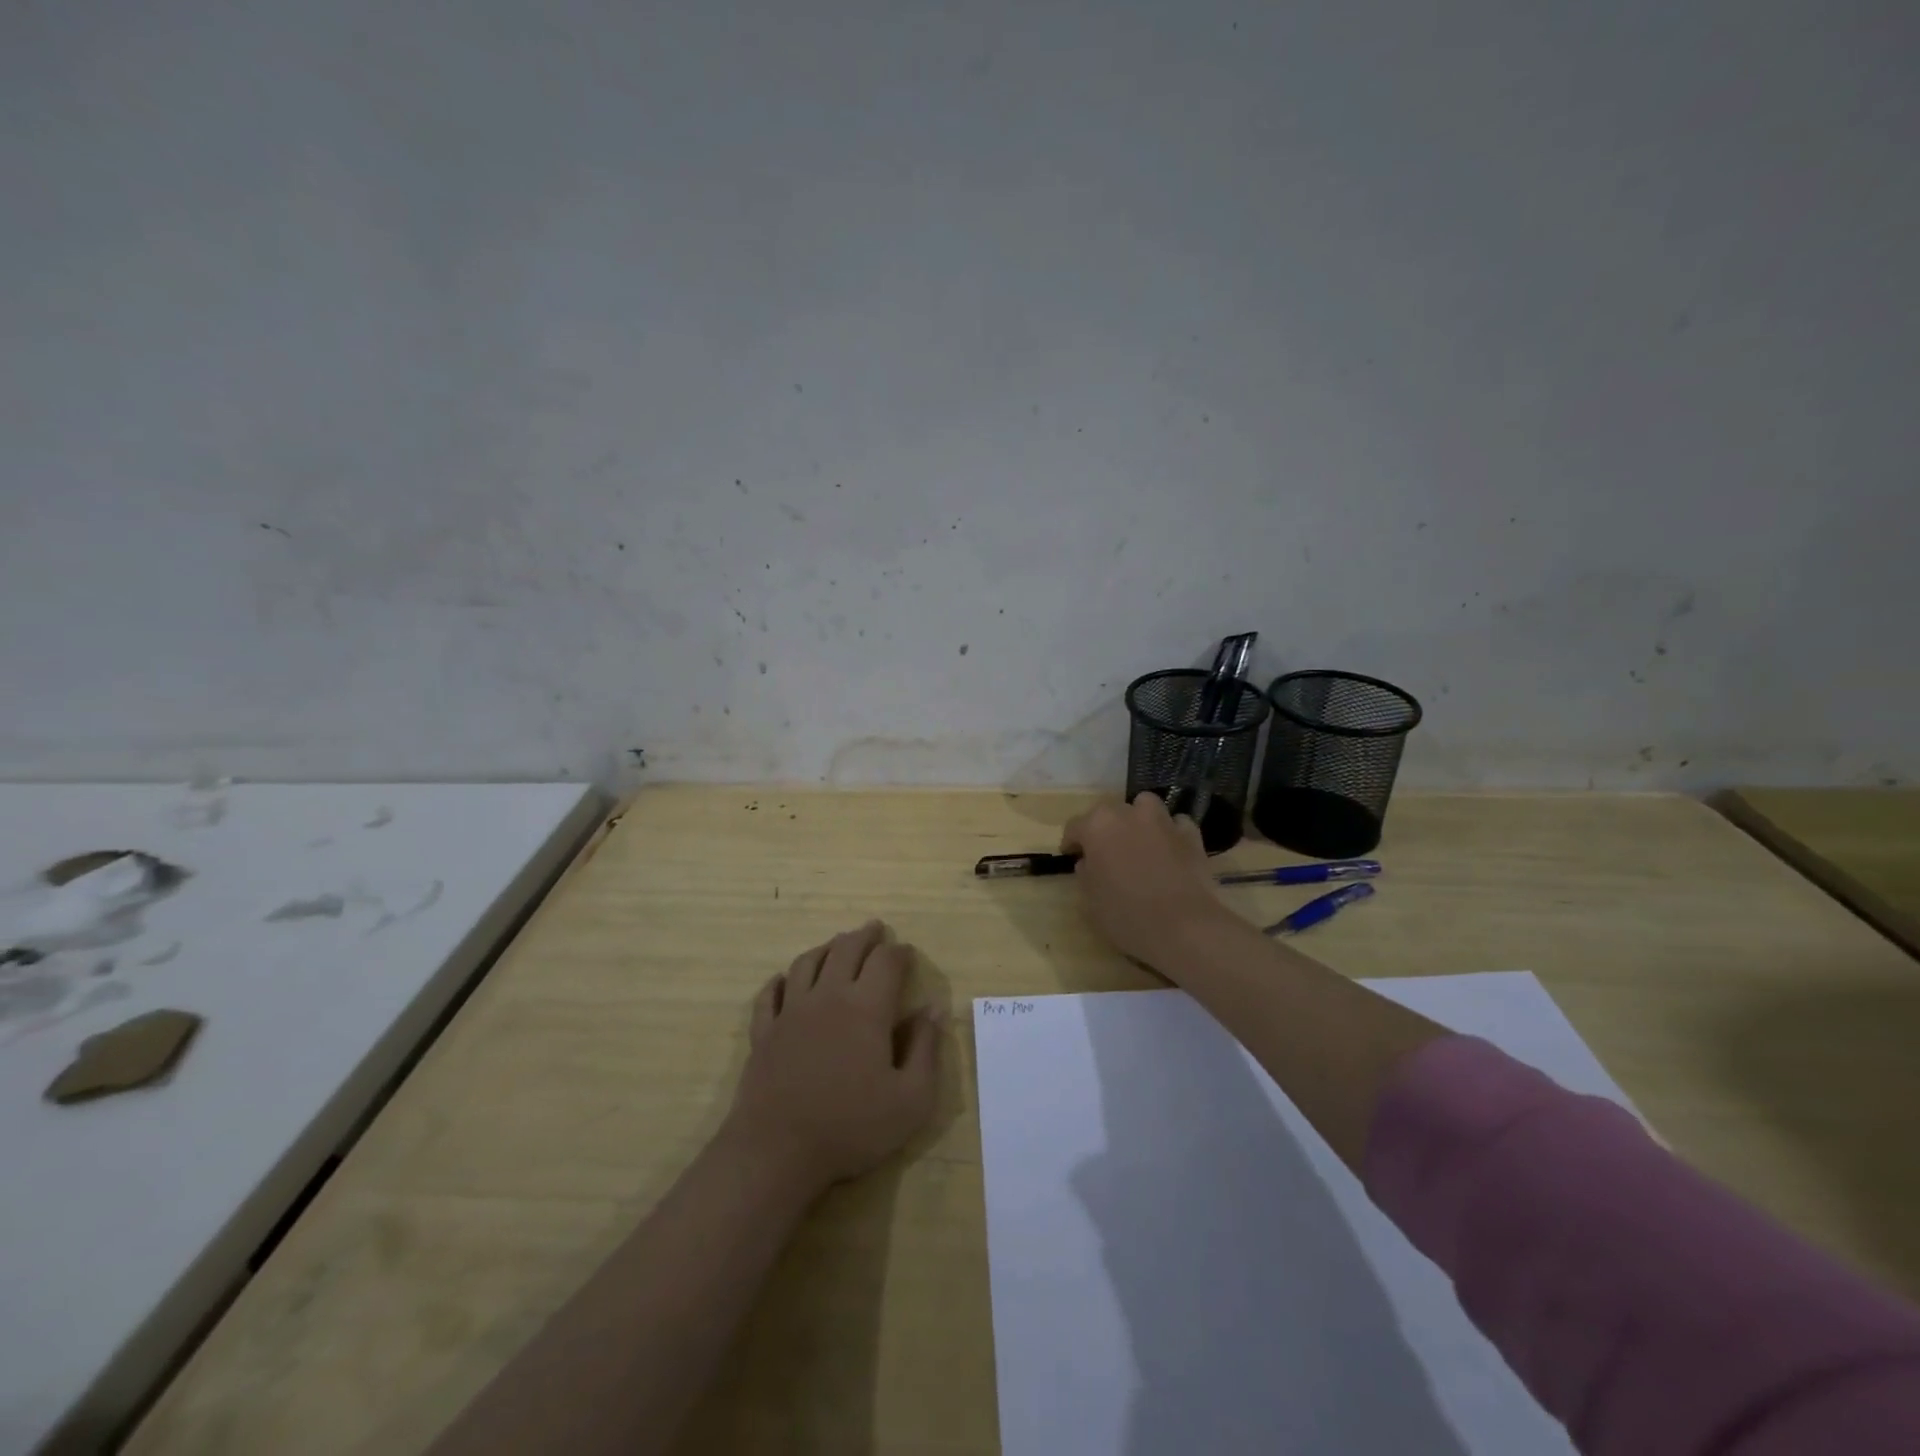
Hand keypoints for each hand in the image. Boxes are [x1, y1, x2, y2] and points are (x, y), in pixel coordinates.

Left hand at [725, 920, 939, 1195]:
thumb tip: (933, 1009)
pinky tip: (785, 979)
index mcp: (867, 1008)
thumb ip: (926, 1049)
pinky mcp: (764, 1031)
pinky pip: (770, 993)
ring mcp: (791, 1011)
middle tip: (876, 929)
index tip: (908, 953)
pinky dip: (781, 980)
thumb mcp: (911, 1099)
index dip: (900, 952)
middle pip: (846, 949)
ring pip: (808, 962)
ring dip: (827, 948)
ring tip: (838, 944)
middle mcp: (828, 996)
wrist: (776, 1152)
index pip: (886, 961)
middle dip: (865, 936)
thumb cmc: (851, 1127)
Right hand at [1060, 794, 1228, 970]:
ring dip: (1138, 818)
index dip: (1071, 842)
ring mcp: (1162, 821)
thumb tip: (1088, 863)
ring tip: (1138, 841)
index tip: (1071, 856)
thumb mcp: (1091, 901)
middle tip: (1105, 852)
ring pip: (1145, 806)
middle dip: (1104, 828)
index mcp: (1097, 827)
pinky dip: (1170, 832)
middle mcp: (1128, 814)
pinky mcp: (1191, 835)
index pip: (1075, 827)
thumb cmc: (1126, 916)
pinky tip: (1169, 849)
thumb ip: (1085, 875)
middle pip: (1109, 812)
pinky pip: (1177, 824)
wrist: (1183, 927)